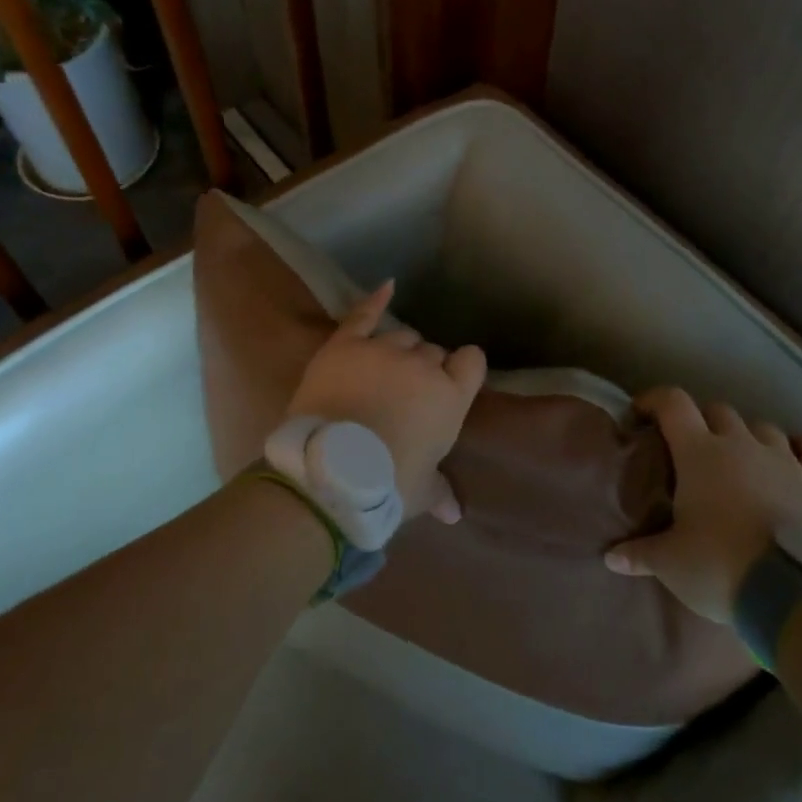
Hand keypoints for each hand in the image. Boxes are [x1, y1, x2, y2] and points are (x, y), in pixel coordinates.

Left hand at [284, 281, 487, 523]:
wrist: (329, 473)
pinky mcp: (345, 345)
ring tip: (385, 371)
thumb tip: (455, 514)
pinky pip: (364, 314)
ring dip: (399, 351)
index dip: (463, 371)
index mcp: (451, 396)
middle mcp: (423, 366)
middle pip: (433, 352)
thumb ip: (440, 492)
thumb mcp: (419, 491)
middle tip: (407, 396)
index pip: (472, 362)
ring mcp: (383, 351)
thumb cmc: (385, 485)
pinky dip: (376, 300)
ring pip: (402, 336)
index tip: (453, 383)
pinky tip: (388, 286)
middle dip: (425, 369)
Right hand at [605, 387, 801, 622]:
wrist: (790, 591)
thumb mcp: (670, 563)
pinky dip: (801, 449)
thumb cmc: (719, 565)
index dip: (654, 400)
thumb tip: (611, 558)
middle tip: (688, 448)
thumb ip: (640, 554)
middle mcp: (740, 443)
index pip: (673, 403)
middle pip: (717, 410)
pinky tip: (792, 460)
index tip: (640, 414)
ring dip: (746, 435)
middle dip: (699, 420)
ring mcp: (782, 458)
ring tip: (738, 458)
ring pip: (762, 426)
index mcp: (699, 452)